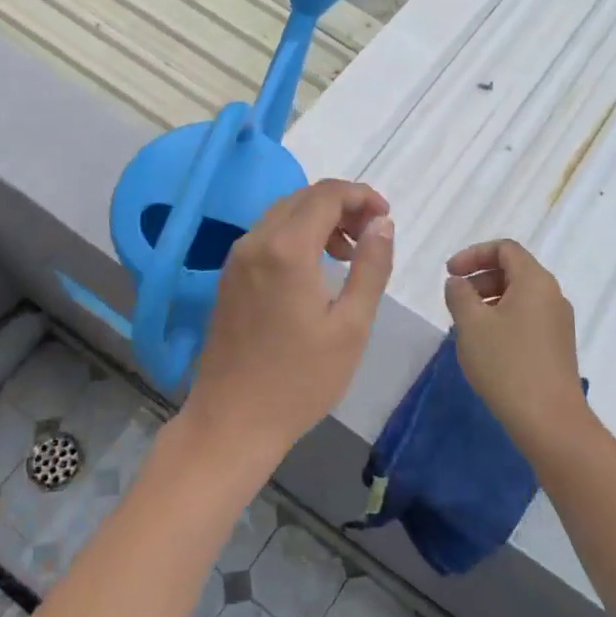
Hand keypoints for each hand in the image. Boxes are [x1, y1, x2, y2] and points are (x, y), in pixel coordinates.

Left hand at [188, 180, 394, 463]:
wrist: (232, 422)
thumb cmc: (300, 380)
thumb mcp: (351, 326)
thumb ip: (370, 266)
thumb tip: (382, 223)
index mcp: (286, 249)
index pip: (326, 194)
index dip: (361, 195)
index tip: (387, 217)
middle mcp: (255, 242)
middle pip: (303, 198)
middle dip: (342, 205)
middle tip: (372, 234)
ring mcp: (236, 259)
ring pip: (283, 214)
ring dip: (319, 219)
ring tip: (349, 253)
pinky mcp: (229, 277)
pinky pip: (266, 236)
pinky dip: (296, 235)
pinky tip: (316, 268)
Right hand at [444, 240, 587, 448]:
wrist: (549, 420)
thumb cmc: (507, 364)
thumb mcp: (471, 324)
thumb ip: (459, 294)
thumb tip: (459, 283)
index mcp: (535, 281)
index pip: (505, 249)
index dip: (473, 254)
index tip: (450, 274)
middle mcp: (552, 296)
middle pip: (513, 270)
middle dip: (479, 278)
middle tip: (455, 299)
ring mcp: (558, 323)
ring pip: (519, 297)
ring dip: (489, 300)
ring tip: (465, 325)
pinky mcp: (557, 347)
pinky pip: (526, 318)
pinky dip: (502, 319)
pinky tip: (485, 346)